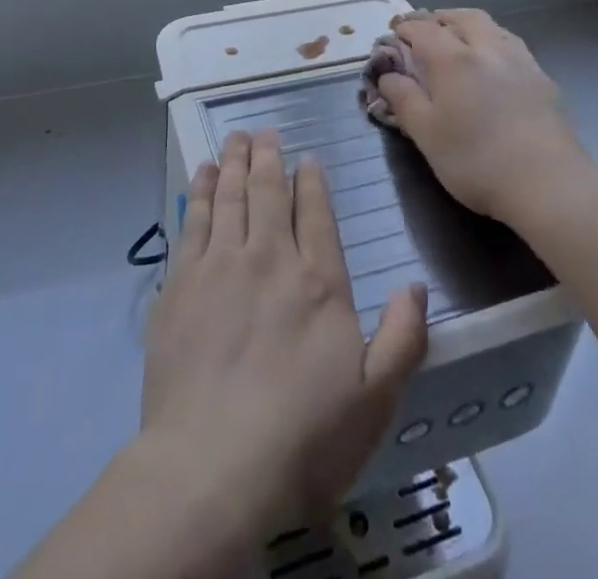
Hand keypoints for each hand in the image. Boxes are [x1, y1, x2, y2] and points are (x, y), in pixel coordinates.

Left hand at [140, 129, 428, 539]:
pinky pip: (194, 219)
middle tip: (265, 131)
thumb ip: (402, 338)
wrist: (211, 467)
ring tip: (236, 138)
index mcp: (318, 281)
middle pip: (267, 190)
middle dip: (268, 156)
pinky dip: (201, 190)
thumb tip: (416, 285)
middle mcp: (269, 258)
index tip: (306, 159)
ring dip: (234, 161)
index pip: (315, 211)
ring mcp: (220, 265)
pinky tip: (203, 174)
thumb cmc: (301, 439)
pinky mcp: (181, 282)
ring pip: (230, 195)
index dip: (310, 181)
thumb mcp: (374, 401)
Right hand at [374, 9, 597, 227]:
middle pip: (461, 17)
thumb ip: (403, 99)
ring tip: (458, 39)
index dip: (405, 27)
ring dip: (468, 25)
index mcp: (453, 59)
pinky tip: (493, 62)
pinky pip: (512, 44)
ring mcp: (520, 61)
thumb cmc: (476, 161)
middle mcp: (487, 48)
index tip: (393, 32)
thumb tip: (387, 74)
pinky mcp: (543, 79)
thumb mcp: (426, 135)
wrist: (549, 185)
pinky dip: (493, 41)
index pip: (423, 29)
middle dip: (439, 18)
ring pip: (491, 26)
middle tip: (425, 30)